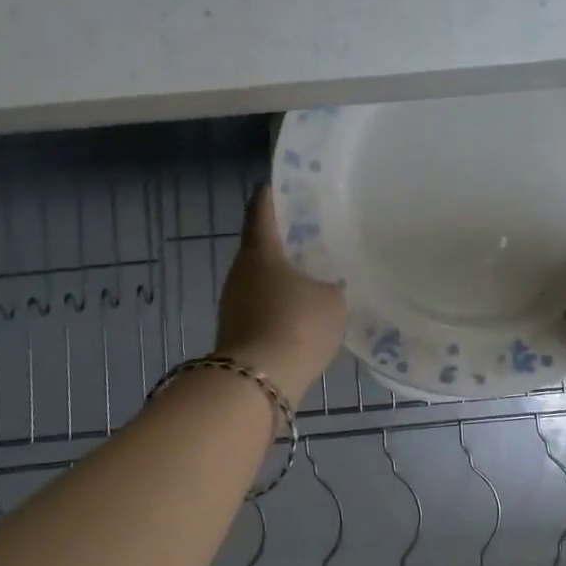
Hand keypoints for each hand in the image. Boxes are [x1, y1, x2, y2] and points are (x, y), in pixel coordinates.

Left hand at [216, 188, 347, 398]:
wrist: (256, 382)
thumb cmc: (296, 324)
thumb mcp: (332, 300)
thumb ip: (332, 284)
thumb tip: (331, 283)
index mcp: (261, 249)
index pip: (261, 206)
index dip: (274, 191)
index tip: (290, 182)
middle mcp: (241, 268)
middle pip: (261, 241)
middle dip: (285, 235)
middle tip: (316, 230)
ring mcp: (234, 300)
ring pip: (261, 274)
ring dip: (283, 271)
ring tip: (315, 270)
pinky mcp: (236, 327)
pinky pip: (261, 302)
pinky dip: (279, 299)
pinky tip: (303, 308)